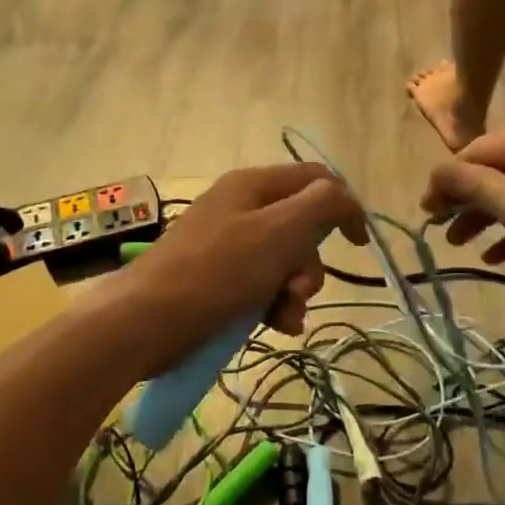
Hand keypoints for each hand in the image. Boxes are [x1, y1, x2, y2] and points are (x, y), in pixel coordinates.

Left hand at [124, 165, 367, 343]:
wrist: (145, 322)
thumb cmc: (218, 271)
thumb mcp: (280, 231)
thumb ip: (322, 206)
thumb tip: (344, 199)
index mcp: (254, 185)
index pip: (316, 180)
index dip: (345, 206)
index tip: (358, 244)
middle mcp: (241, 207)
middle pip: (301, 226)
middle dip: (310, 263)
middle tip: (299, 289)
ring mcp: (226, 243)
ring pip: (284, 261)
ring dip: (295, 290)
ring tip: (284, 315)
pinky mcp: (216, 278)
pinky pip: (261, 284)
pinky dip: (274, 304)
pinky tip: (275, 325)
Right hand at [422, 119, 504, 304]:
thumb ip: (477, 187)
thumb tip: (436, 169)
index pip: (479, 151)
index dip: (447, 181)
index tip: (424, 214)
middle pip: (500, 169)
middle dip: (468, 201)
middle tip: (441, 233)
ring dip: (491, 217)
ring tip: (464, 247)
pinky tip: (500, 255)